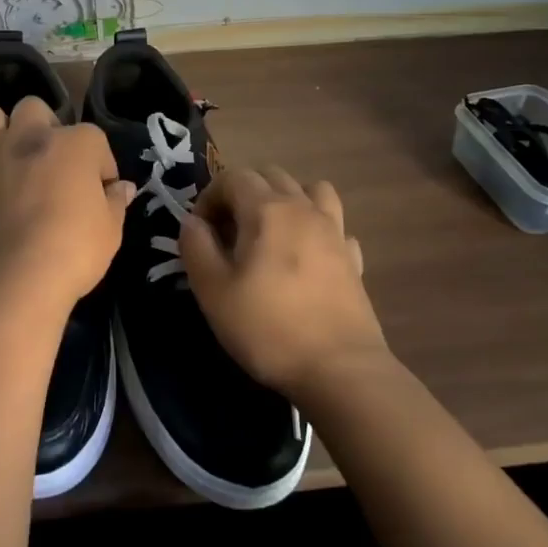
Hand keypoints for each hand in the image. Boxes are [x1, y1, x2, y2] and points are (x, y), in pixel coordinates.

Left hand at [0, 96, 136, 313]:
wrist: (15, 279)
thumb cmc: (74, 250)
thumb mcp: (111, 230)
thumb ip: (115, 202)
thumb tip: (122, 187)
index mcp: (74, 143)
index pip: (94, 138)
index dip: (100, 165)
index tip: (101, 190)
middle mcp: (29, 137)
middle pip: (34, 108)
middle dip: (43, 126)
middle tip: (51, 160)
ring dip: (0, 131)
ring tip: (10, 158)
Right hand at [179, 166, 385, 400]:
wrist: (340, 370)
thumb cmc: (267, 328)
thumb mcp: (212, 291)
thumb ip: (196, 246)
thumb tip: (193, 222)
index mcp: (267, 209)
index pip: (232, 176)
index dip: (209, 197)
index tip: (201, 233)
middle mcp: (303, 208)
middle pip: (270, 176)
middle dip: (243, 194)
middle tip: (228, 234)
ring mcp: (335, 231)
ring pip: (310, 190)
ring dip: (285, 200)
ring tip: (270, 234)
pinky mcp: (354, 258)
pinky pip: (334, 226)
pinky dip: (317, 230)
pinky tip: (306, 258)